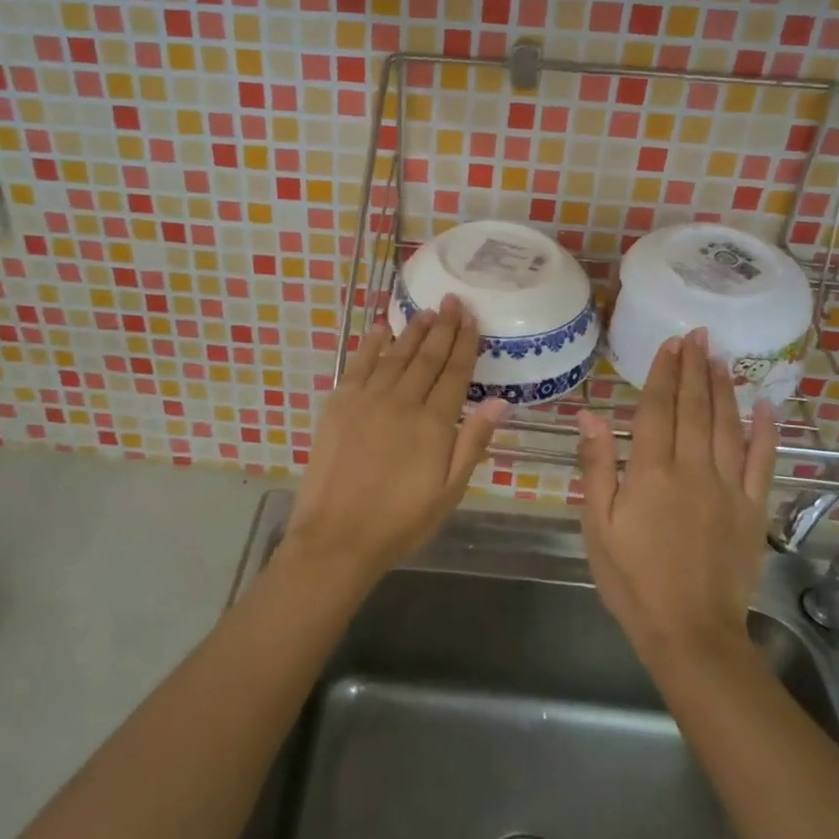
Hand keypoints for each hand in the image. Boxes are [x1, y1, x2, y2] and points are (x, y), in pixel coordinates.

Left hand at [286, 297, 510, 586]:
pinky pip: (358, 364)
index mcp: (433, 423)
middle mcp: (401, 401)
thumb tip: (500, 401)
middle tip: (452, 300)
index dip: (464, 343)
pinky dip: (370, 344)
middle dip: (442, 327)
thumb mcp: (449, 492)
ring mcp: (367, 399)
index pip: (454, 373)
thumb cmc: (400, 521)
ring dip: (412, 332)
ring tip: (426, 311)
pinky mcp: (339, 404)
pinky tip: (381, 329)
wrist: (337, 537)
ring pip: (395, 356)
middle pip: (426, 357)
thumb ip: (473, 442)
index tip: (471, 318)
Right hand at [577, 329, 778, 671]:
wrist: (689, 632)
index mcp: (650, 473)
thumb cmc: (632, 579)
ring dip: (724, 389)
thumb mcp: (598, 525)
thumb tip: (589, 416)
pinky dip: (766, 432)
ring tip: (720, 357)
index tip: (670, 344)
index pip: (657, 410)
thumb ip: (597, 467)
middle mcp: (693, 471)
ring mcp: (728, 489)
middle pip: (694, 409)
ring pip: (728, 426)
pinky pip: (762, 462)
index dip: (663, 374)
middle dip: (695, 369)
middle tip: (698, 335)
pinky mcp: (753, 510)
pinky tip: (766, 406)